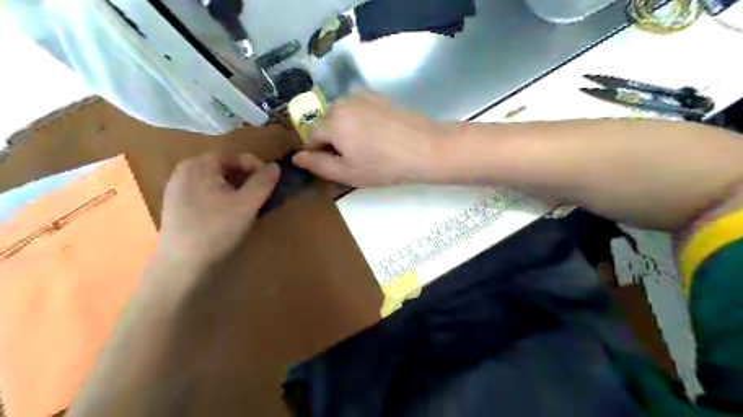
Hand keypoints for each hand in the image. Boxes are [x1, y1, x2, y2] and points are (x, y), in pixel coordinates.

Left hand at [159, 154, 279, 266]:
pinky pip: (205, 192)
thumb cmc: (217, 229)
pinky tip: (227, 215)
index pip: (236, 157)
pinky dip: (221, 198)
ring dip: (236, 189)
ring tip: (247, 207)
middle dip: (246, 180)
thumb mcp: (247, 204)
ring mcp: (177, 188)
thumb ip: (263, 182)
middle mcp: (184, 170)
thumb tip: (275, 166)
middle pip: (225, 168)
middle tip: (260, 198)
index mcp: (199, 164)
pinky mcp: (175, 204)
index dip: (257, 168)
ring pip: (216, 181)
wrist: (182, 264)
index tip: (270, 186)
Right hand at [293, 95, 445, 187]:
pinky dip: (361, 120)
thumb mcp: (348, 173)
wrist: (426, 148)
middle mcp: (343, 102)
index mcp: (332, 122)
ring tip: (370, 146)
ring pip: (343, 115)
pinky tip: (379, 133)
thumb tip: (297, 157)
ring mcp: (362, 95)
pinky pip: (358, 108)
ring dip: (348, 129)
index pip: (312, 136)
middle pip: (327, 123)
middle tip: (356, 157)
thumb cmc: (384, 166)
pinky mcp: (378, 95)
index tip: (337, 164)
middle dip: (334, 140)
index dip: (320, 153)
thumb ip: (318, 165)